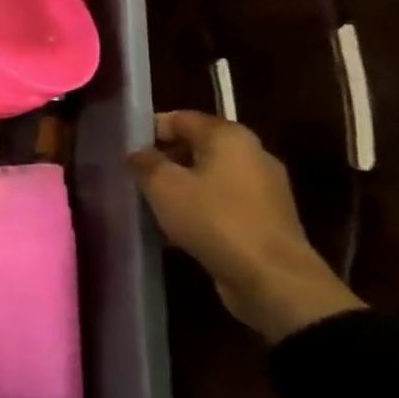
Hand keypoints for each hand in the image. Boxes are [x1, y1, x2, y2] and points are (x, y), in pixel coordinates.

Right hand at [128, 110, 363, 341]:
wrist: (273, 279)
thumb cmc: (214, 219)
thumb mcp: (163, 186)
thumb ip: (145, 161)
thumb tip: (138, 152)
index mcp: (229, 136)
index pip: (180, 118)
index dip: (149, 129)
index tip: (125, 150)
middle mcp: (252, 153)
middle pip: (197, 145)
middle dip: (165, 158)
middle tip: (136, 176)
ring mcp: (264, 187)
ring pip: (210, 175)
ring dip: (181, 185)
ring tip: (153, 203)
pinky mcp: (267, 218)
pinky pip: (224, 201)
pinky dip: (201, 207)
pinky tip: (180, 227)